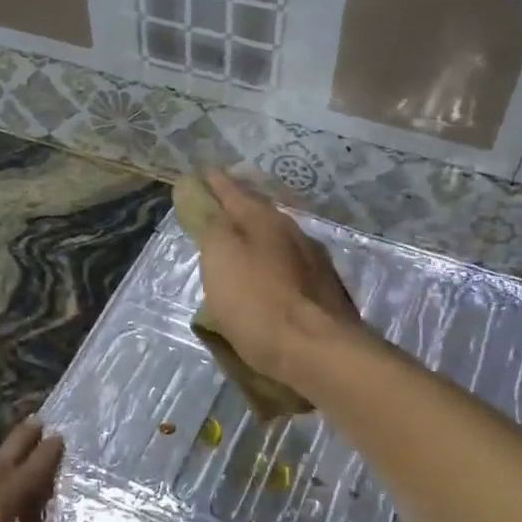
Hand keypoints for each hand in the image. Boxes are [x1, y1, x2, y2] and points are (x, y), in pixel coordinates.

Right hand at [194, 171, 362, 385]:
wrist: (316, 349)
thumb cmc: (257, 300)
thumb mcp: (221, 256)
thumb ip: (210, 222)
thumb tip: (197, 189)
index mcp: (265, 220)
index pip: (234, 192)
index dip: (217, 183)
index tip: (205, 172)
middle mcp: (293, 232)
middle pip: (260, 213)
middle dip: (241, 207)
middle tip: (222, 205)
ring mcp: (313, 262)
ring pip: (279, 239)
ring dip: (260, 236)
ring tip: (243, 242)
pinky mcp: (324, 292)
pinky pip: (290, 266)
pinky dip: (274, 264)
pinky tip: (269, 276)